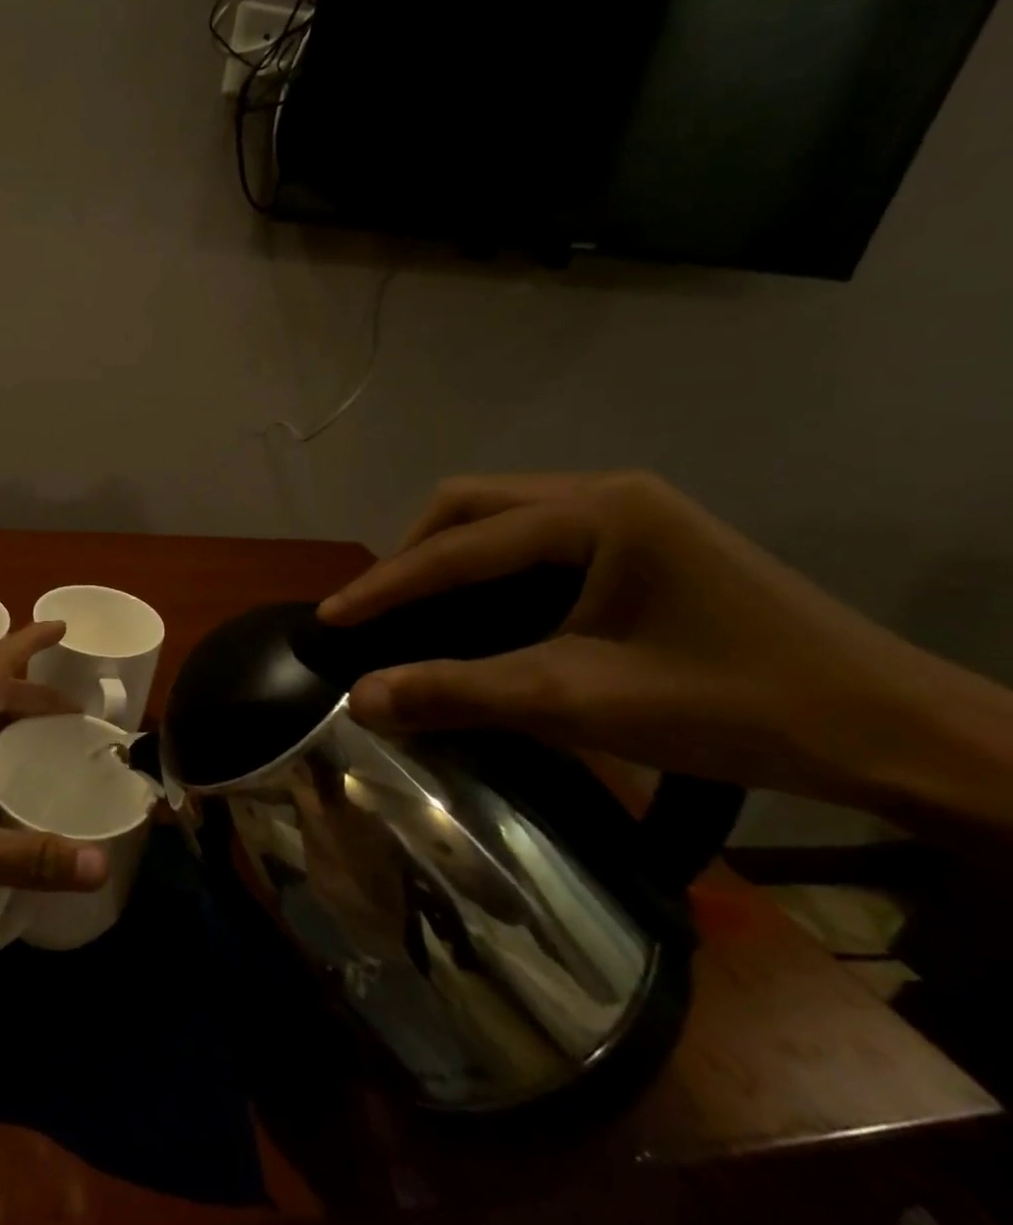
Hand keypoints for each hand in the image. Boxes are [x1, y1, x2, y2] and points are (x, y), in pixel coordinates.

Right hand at [316, 471, 1012, 832]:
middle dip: (412, 559)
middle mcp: (603, 493)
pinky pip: (533, 540)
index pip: (458, 546)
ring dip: (448, 562)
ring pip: (499, 519)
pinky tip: (481, 614)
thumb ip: (461, 692)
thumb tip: (360, 700)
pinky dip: (488, 572)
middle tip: (380, 615)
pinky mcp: (640, 540)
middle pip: (469, 508)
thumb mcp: (581, 701)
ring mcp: (627, 512)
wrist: (894, 732)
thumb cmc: (737, 706)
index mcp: (595, 513)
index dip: (385, 585)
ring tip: (416, 614)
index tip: (329, 619)